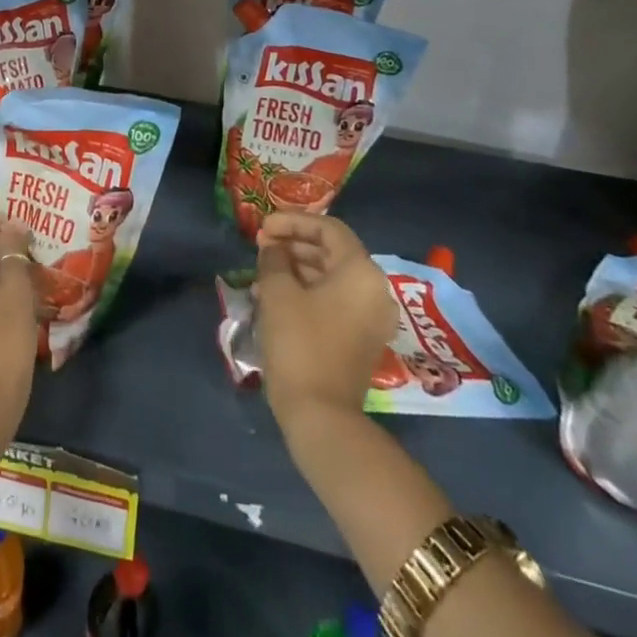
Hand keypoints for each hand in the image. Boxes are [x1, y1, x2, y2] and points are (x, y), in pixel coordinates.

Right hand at [256, 212, 397, 433]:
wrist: (321, 414)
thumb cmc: (299, 343)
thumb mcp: (277, 293)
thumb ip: (274, 259)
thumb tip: (273, 249)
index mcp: (361, 272)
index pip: (329, 229)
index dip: (293, 222)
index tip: (262, 227)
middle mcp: (375, 290)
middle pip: (333, 252)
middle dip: (294, 244)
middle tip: (261, 246)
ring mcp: (371, 317)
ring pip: (333, 277)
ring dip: (297, 268)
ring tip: (263, 270)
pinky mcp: (361, 339)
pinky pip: (335, 300)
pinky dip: (308, 291)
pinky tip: (276, 296)